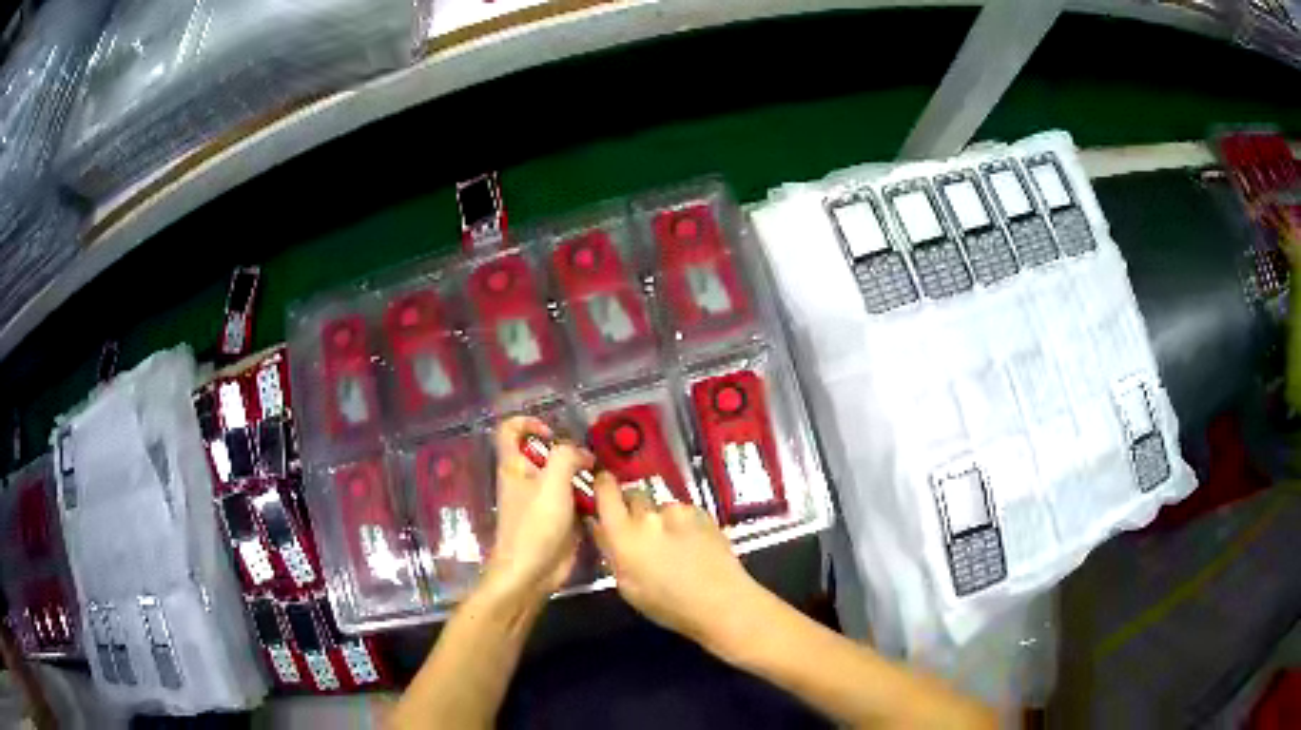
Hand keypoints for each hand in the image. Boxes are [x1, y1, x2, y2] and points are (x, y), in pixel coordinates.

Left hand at [483, 416, 588, 602]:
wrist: (532, 571)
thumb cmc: (535, 524)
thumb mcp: (552, 483)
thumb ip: (567, 457)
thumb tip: (583, 454)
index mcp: (514, 466)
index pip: (510, 430)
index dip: (529, 423)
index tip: (553, 434)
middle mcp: (527, 480)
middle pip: (545, 453)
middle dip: (569, 452)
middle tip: (591, 459)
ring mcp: (543, 501)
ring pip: (564, 477)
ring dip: (584, 476)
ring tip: (605, 478)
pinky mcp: (560, 519)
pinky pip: (576, 499)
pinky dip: (590, 497)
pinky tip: (607, 499)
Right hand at [589, 474, 761, 645]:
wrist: (722, 602)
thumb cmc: (667, 605)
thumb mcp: (627, 587)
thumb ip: (610, 552)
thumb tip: (598, 527)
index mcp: (624, 534)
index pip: (605, 491)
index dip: (602, 484)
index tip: (602, 485)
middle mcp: (648, 514)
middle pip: (633, 495)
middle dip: (632, 508)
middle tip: (638, 532)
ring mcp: (678, 510)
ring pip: (660, 505)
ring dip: (659, 518)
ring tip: (671, 544)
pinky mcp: (703, 512)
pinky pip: (682, 511)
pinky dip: (680, 522)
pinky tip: (691, 544)